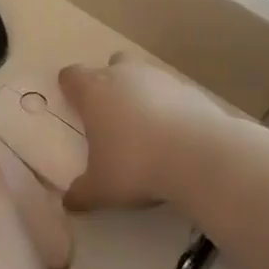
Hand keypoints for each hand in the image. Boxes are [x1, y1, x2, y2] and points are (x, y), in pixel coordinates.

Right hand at [58, 54, 228, 211]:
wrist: (199, 155)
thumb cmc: (135, 164)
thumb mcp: (101, 188)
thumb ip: (82, 193)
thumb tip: (69, 203)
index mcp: (94, 91)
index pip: (72, 75)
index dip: (70, 87)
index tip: (72, 103)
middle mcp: (125, 75)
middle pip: (112, 64)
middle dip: (111, 83)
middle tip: (111, 115)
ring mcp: (161, 78)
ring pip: (145, 77)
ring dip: (142, 95)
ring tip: (145, 130)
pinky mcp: (191, 90)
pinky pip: (173, 94)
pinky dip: (170, 108)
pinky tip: (175, 137)